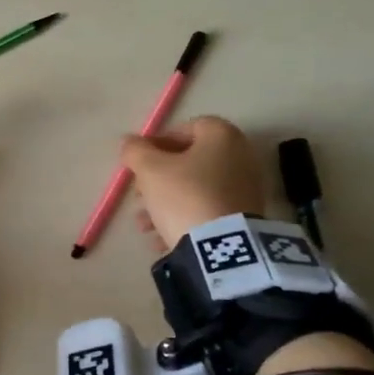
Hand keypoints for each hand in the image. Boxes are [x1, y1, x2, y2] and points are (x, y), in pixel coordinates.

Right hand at [119, 117, 267, 248]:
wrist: (220, 246)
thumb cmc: (184, 196)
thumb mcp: (150, 170)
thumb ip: (135, 151)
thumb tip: (129, 143)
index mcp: (222, 136)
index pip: (186, 127)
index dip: (157, 142)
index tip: (138, 162)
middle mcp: (240, 156)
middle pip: (190, 161)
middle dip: (158, 178)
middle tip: (138, 195)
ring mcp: (244, 188)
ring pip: (195, 189)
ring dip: (165, 202)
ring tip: (144, 224)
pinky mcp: (243, 217)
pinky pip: (207, 210)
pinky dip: (184, 219)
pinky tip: (162, 238)